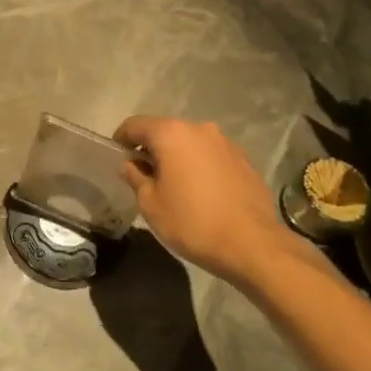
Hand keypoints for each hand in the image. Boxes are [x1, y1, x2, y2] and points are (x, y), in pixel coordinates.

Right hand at [114, 116, 332, 286]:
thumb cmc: (192, 222)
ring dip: (178, 158)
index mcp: (171, 134)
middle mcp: (199, 129)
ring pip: (191, 144)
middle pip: (165, 131)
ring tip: (176, 186)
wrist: (253, 245)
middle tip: (144, 176)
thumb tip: (131, 165)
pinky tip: (202, 193)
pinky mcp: (244, 160)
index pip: (135, 124)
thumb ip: (135, 177)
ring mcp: (226, 143)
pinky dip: (201, 167)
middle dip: (152, 149)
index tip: (117, 157)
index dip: (121, 139)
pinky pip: (212, 157)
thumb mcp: (150, 204)